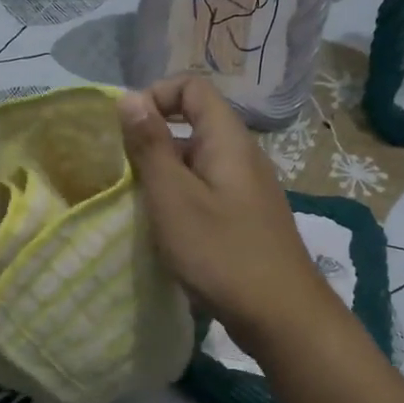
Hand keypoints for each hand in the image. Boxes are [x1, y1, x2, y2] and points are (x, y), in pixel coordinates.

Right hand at [118, 76, 346, 352]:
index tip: (126, 132)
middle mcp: (242, 156)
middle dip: (153, 143)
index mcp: (228, 140)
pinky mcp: (246, 220)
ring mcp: (247, 190)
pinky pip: (208, 194)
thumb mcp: (174, 197)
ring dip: (164, 177)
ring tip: (138, 208)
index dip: (156, 96)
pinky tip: (167, 233)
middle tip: (123, 177)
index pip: (193, 87)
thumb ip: (150, 146)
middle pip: (193, 125)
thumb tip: (130, 97)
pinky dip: (182, 202)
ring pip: (198, 164)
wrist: (280, 314)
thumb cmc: (221, 252)